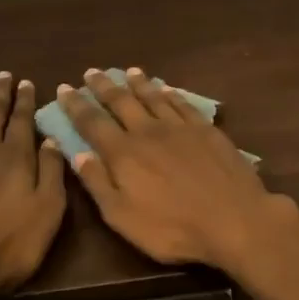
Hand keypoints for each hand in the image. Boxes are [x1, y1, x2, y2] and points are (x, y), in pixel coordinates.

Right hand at [55, 68, 289, 270]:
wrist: (234, 219)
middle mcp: (149, 132)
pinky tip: (167, 89)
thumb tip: (77, 154)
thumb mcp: (123, 217)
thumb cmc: (173, 228)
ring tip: (128, 71)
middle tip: (92, 72)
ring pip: (153, 97)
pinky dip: (171, 94)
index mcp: (123, 154)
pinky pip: (183, 104)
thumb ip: (98, 184)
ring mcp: (180, 128)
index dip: (76, 105)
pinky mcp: (207, 130)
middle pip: (121, 102)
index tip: (64, 89)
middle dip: (103, 86)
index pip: (92, 123)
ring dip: (138, 83)